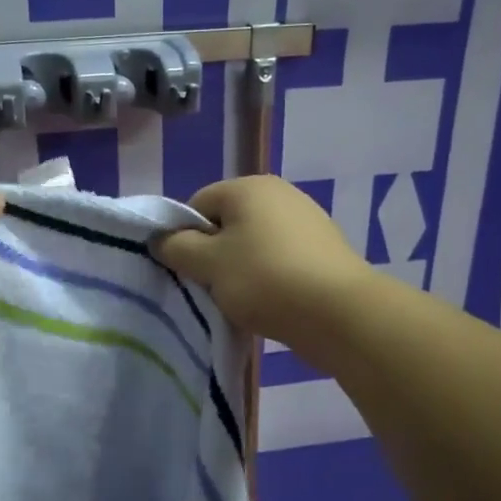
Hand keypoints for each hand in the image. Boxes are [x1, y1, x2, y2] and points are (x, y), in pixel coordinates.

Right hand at [153, 175, 371, 359]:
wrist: (339, 313)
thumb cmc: (264, 280)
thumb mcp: (208, 265)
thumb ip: (177, 248)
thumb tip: (161, 238)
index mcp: (248, 187)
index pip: (198, 205)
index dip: (186, 238)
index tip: (190, 271)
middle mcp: (280, 193)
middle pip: (227, 223)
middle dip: (215, 254)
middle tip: (213, 287)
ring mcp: (307, 219)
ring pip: (254, 243)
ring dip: (242, 268)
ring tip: (244, 299)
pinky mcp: (325, 248)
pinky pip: (281, 258)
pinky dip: (271, 276)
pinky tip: (273, 301)